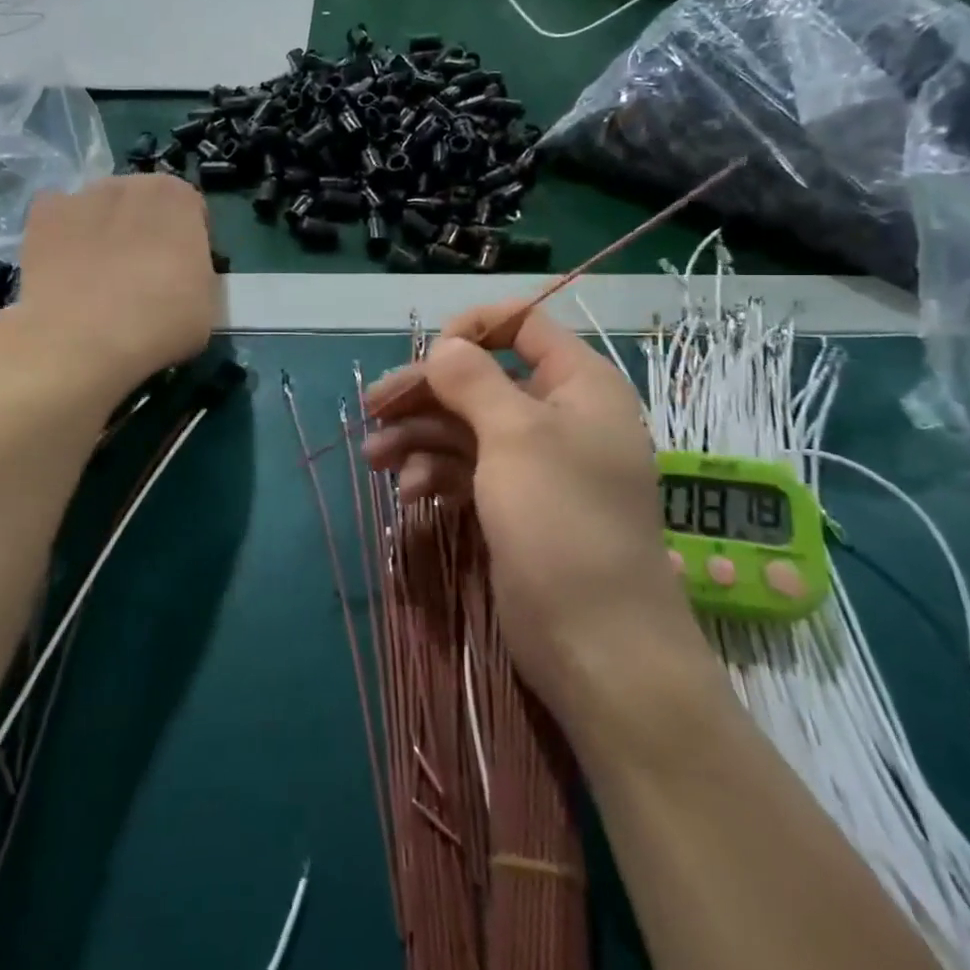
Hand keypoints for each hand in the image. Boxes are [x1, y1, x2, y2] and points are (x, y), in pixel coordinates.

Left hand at [8, 174, 220, 401]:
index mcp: (178, 199)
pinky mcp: (41, 214)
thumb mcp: (208, 306)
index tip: (183, 272)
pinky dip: (64, 238)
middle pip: (144, 204)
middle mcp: (131, 184)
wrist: (79, 341)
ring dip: (104, 232)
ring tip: (98, 280)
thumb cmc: (157, 324)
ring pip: (100, 210)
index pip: (191, 210)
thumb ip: (199, 275)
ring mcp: (81, 195)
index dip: (188, 241)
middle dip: (145, 230)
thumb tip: (181, 277)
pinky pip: (60, 220)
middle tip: (142, 276)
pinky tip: (66, 272)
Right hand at [363, 304, 714, 735]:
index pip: (523, 325)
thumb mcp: (515, 436)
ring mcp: (536, 463)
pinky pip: (468, 469)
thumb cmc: (561, 521)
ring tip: (375, 459)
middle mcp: (559, 415)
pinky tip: (410, 492)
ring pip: (466, 427)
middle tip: (373, 408)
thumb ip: (473, 380)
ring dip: (419, 436)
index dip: (474, 329)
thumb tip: (446, 345)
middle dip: (426, 392)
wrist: (597, 644)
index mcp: (578, 383)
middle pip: (481, 380)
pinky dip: (436, 473)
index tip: (430, 354)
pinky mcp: (515, 503)